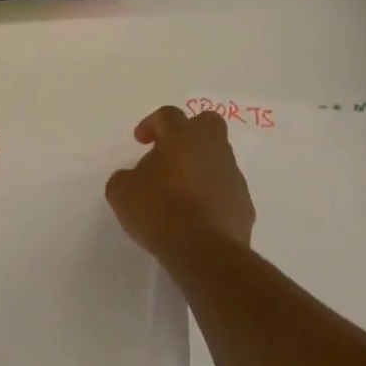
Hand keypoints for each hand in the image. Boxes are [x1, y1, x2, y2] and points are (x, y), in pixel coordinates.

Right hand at [105, 107, 256, 270]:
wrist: (203, 250)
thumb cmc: (158, 210)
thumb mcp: (121, 191)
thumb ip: (125, 177)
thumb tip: (134, 178)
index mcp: (181, 138)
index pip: (168, 115)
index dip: (152, 124)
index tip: (141, 141)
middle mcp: (212, 149)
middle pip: (208, 123)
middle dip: (190, 132)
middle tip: (170, 153)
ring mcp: (232, 176)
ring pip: (219, 158)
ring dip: (200, 167)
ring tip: (179, 192)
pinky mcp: (244, 204)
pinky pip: (226, 189)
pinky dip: (212, 195)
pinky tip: (195, 215)